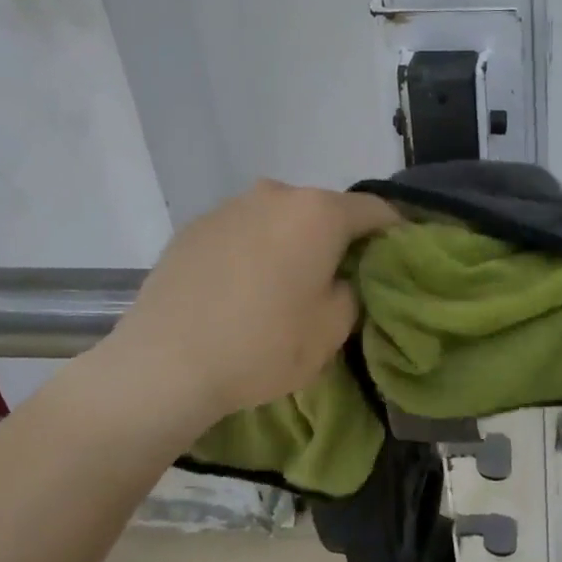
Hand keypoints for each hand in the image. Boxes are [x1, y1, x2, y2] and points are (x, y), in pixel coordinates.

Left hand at [75, 181, 396, 456]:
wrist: (163, 366)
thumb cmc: (263, 346)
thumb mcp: (332, 329)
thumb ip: (353, 291)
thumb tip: (343, 278)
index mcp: (318, 213)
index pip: (375, 210)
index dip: (394, 231)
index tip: (399, 256)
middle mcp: (276, 195)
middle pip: (324, 210)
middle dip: (339, 237)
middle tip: (341, 276)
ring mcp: (230, 207)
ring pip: (281, 218)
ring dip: (293, 241)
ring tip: (287, 284)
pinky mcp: (194, 227)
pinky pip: (243, 231)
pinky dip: (255, 249)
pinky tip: (244, 288)